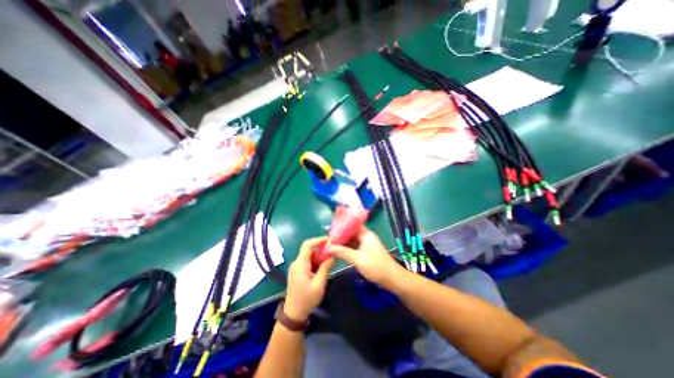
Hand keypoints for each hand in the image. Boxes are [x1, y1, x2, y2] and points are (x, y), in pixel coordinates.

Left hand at [283, 237, 333, 319]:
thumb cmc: (307, 300)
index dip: (318, 240)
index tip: (330, 240)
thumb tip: (333, 255)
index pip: (308, 245)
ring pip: (309, 255)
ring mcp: (296, 267)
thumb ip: (325, 268)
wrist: (293, 314)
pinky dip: (316, 261)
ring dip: (319, 255)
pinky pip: (308, 261)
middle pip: (309, 249)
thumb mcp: (319, 284)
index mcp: (300, 264)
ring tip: (331, 258)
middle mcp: (297, 262)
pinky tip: (324, 265)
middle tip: (333, 250)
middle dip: (321, 248)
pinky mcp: (298, 271)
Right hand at [329, 228, 400, 286]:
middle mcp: (366, 237)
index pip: (352, 225)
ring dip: (343, 242)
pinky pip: (355, 246)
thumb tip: (329, 247)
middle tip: (329, 238)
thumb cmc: (375, 266)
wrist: (392, 278)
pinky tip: (339, 250)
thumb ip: (343, 252)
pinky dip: (347, 248)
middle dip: (341, 235)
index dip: (342, 225)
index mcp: (366, 234)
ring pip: (352, 240)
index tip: (331, 229)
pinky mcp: (367, 251)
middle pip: (351, 232)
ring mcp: (367, 244)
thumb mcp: (357, 259)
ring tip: (331, 243)